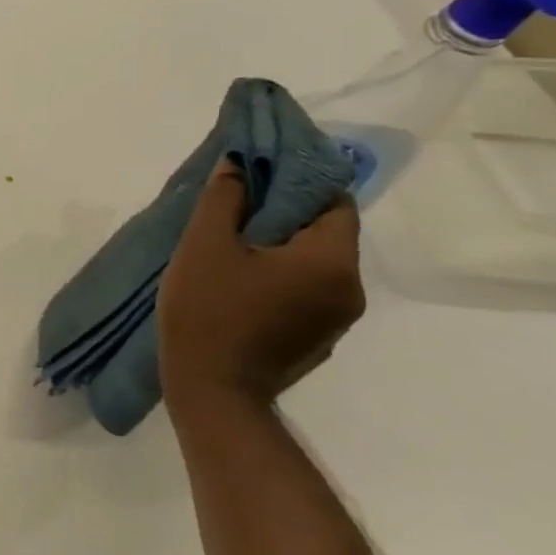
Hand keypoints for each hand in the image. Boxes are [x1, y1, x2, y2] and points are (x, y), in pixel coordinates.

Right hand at [158, 159, 364, 411]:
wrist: (212, 390)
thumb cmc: (208, 311)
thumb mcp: (204, 245)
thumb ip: (224, 199)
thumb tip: (238, 163)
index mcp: (331, 261)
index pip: (334, 202)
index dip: (299, 182)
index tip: (261, 175)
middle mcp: (351, 288)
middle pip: (326, 234)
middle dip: (285, 215)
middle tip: (237, 208)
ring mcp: (338, 319)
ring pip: (315, 265)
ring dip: (282, 249)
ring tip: (234, 246)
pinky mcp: (319, 339)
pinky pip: (307, 292)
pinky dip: (281, 278)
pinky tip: (242, 284)